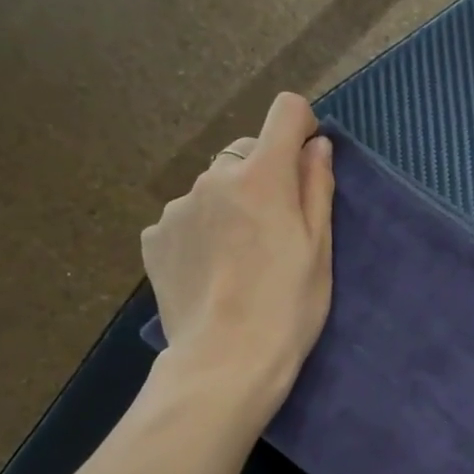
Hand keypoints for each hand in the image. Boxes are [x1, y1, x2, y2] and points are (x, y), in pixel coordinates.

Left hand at [141, 93, 334, 420]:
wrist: (226, 361)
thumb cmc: (289, 307)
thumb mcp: (319, 250)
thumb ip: (317, 188)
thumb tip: (316, 145)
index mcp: (263, 177)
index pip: (285, 112)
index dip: (301, 126)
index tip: (308, 158)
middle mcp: (215, 178)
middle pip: (247, 152)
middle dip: (265, 175)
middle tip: (276, 228)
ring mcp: (177, 207)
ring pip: (213, 188)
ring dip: (229, 205)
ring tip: (238, 260)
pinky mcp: (154, 237)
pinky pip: (185, 218)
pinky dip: (200, 232)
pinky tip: (211, 273)